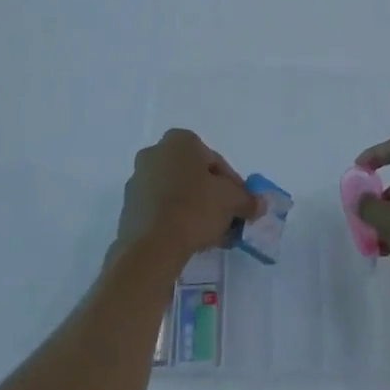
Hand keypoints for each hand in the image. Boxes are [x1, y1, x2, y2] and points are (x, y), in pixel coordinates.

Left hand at [113, 129, 260, 270]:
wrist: (150, 248)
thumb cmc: (194, 209)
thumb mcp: (231, 201)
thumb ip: (247, 199)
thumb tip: (259, 204)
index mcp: (180, 141)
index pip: (215, 160)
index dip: (233, 184)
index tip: (241, 205)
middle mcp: (155, 153)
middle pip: (195, 175)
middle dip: (213, 196)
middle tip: (228, 219)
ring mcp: (138, 180)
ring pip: (177, 192)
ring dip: (196, 208)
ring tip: (212, 234)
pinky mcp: (129, 207)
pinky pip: (161, 209)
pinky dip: (176, 219)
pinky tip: (190, 240)